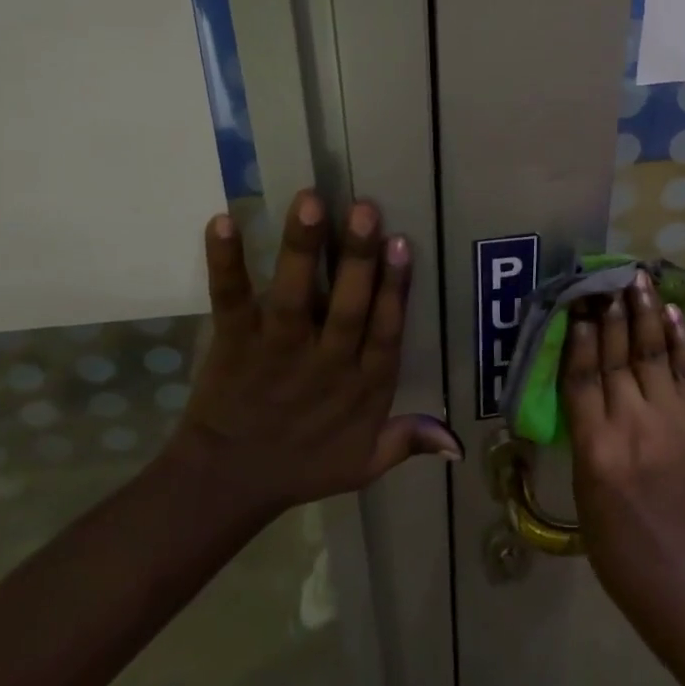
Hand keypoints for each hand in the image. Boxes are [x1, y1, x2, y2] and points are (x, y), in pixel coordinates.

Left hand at [164, 189, 462, 511]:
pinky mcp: (233, 344)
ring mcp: (276, 352)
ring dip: (301, 249)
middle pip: (346, 307)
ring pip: (293, 297)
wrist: (226, 484)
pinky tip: (223, 221)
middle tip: (365, 210)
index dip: (395, 290)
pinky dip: (225, 262)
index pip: (384, 333)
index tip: (402, 244)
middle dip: (357, 258)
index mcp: (361, 387)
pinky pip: (230, 299)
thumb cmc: (303, 466)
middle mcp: (323, 364)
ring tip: (309, 201)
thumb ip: (410, 441)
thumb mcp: (365, 464)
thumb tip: (460, 443)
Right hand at [562, 271, 684, 618]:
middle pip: (619, 357)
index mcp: (596, 448)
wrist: (682, 575)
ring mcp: (671, 421)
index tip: (579, 304)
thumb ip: (587, 433)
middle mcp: (632, 425)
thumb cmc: (617, 544)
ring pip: (653, 354)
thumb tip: (589, 387)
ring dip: (645, 313)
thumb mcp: (584, 491)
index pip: (583, 376)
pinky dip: (679, 340)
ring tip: (639, 279)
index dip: (580, 336)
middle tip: (608, 277)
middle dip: (612, 313)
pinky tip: (671, 313)